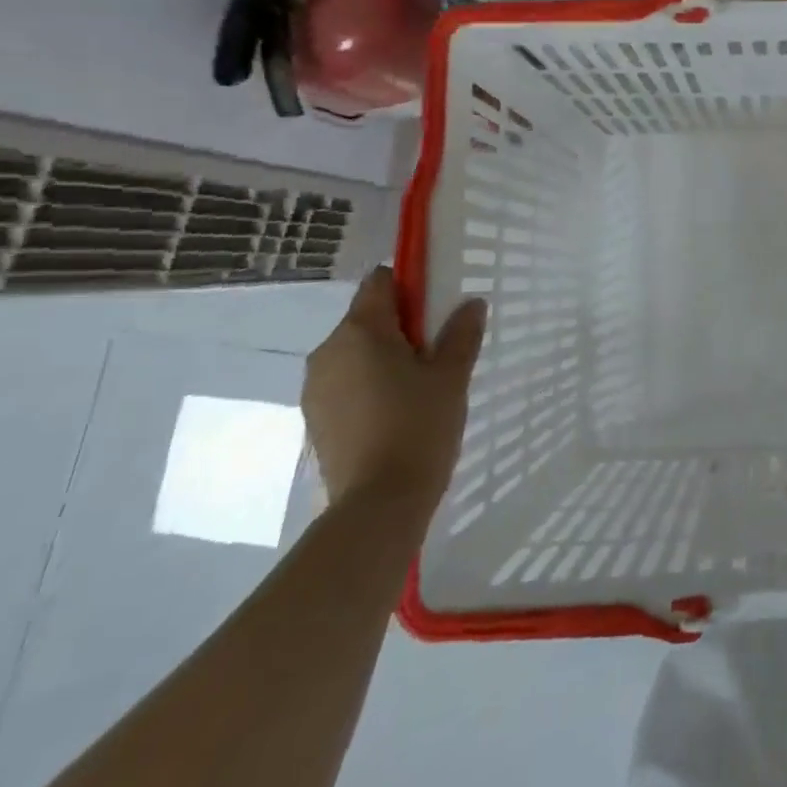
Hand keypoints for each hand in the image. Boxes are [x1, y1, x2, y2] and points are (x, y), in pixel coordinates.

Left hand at [302, 267, 485, 515]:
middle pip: (367, 318)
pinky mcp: (315, 418)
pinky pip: (347, 382)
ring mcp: (315, 387)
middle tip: (439, 351)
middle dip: (402, 325)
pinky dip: (371, 384)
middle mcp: (328, 351)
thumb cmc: (419, 426)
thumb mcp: (451, 375)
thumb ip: (461, 333)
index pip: (379, 282)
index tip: (438, 306)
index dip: (410, 285)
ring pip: (356, 352)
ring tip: (421, 386)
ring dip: (386, 356)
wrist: (378, 503)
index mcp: (360, 332)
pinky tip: (398, 411)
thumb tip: (471, 304)